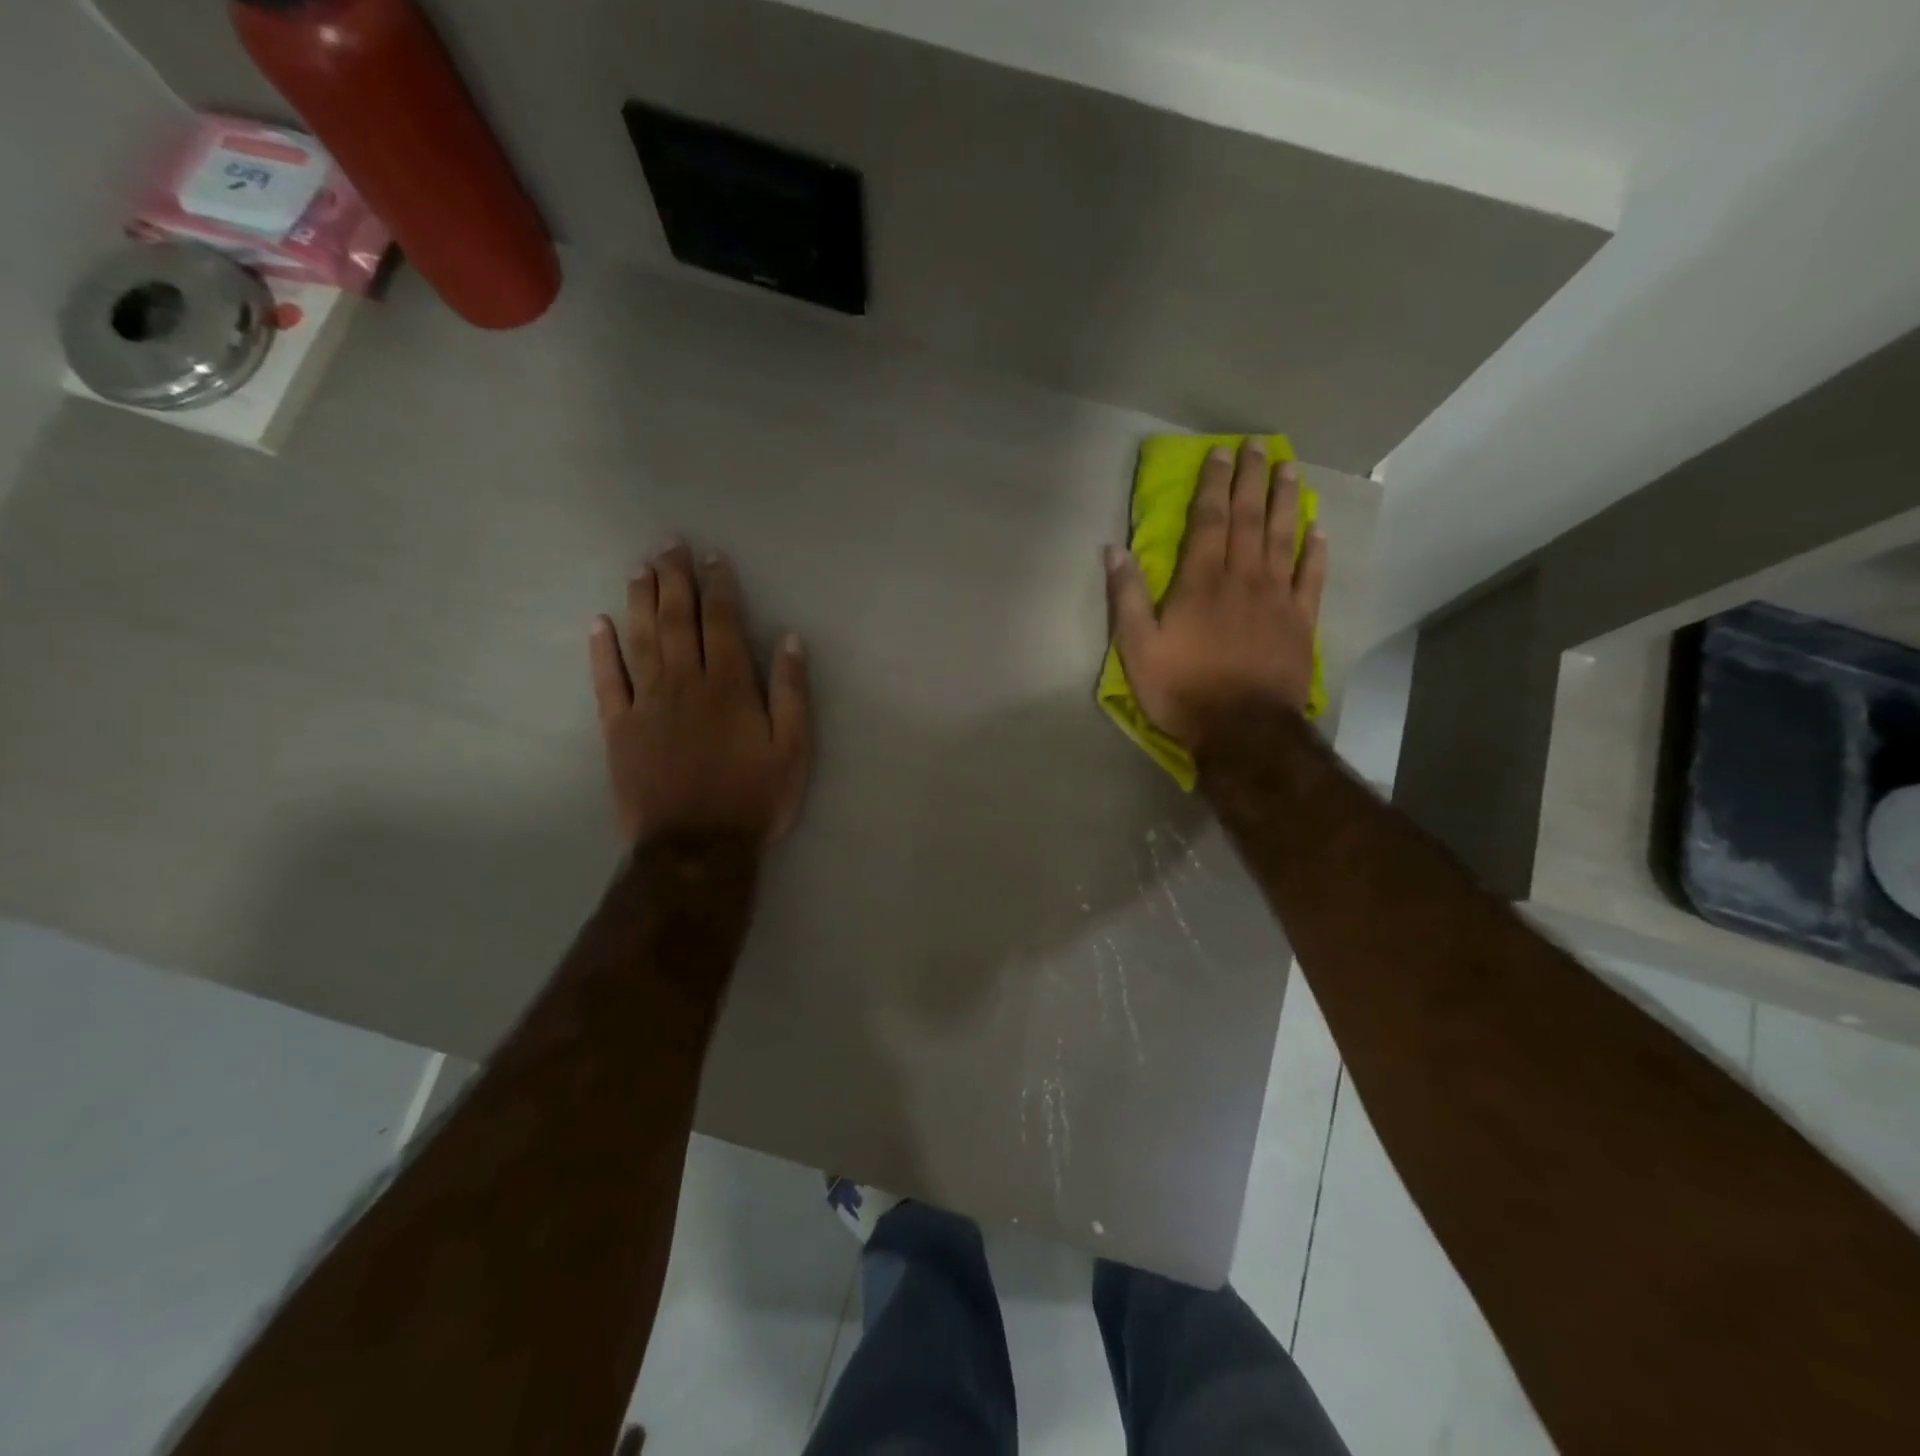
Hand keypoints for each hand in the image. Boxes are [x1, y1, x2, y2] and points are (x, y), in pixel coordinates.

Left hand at [589, 542, 812, 848]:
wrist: (696, 848)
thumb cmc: (753, 799)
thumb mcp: (793, 750)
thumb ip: (792, 693)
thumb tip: (790, 640)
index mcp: (729, 687)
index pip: (722, 623)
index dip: (719, 586)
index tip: (714, 558)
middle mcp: (684, 684)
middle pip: (677, 620)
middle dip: (675, 578)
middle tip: (668, 544)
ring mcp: (647, 704)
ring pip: (641, 640)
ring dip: (640, 601)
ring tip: (638, 568)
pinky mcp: (619, 729)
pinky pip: (607, 681)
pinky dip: (601, 651)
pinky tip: (599, 624)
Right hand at [1104, 439, 1327, 756]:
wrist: (1242, 730)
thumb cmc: (1182, 690)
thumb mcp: (1137, 649)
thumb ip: (1126, 597)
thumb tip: (1114, 550)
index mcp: (1200, 582)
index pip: (1208, 521)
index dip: (1213, 485)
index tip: (1220, 454)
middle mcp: (1242, 578)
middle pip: (1249, 519)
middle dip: (1251, 480)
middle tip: (1258, 446)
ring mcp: (1276, 598)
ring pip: (1284, 538)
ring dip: (1285, 501)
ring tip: (1289, 470)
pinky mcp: (1300, 622)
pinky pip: (1310, 578)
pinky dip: (1315, 552)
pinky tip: (1317, 530)